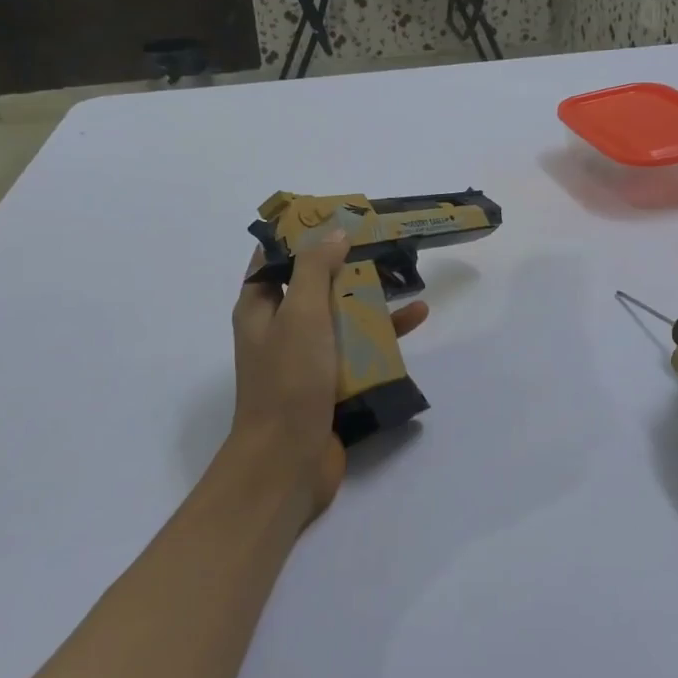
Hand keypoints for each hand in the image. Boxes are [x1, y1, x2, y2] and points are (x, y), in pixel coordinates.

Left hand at [229, 234, 429, 525]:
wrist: (287, 463)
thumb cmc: (288, 380)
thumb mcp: (300, 313)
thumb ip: (314, 268)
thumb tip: (334, 231)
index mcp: (260, 307)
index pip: (275, 257)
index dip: (302, 232)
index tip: (336, 214)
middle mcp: (280, 328)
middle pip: (314, 283)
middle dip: (347, 262)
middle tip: (382, 240)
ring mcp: (306, 357)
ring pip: (341, 314)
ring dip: (371, 296)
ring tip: (406, 274)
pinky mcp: (331, 382)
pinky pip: (358, 347)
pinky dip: (384, 333)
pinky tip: (416, 318)